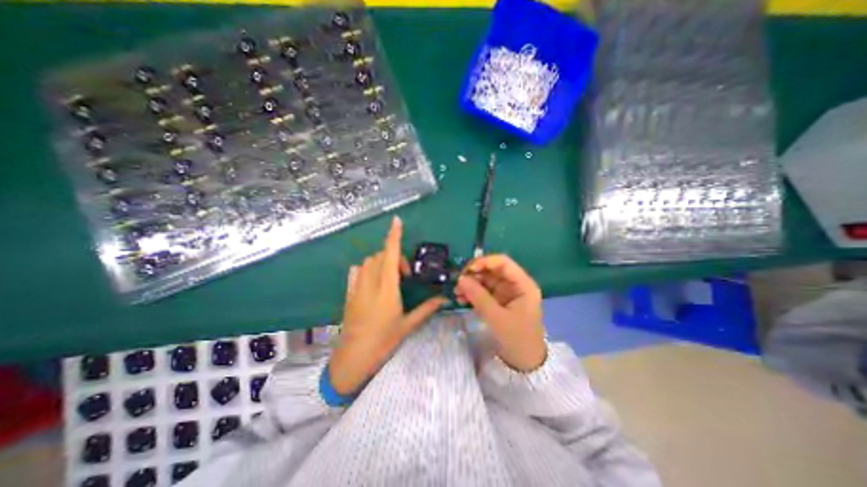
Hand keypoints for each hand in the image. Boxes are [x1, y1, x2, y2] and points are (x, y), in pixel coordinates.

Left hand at [326, 217, 442, 395]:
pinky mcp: (349, 293)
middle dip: (394, 257)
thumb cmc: (383, 342)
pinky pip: (357, 271)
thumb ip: (426, 309)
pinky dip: (367, 268)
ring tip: (390, 278)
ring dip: (381, 262)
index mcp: (387, 289)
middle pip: (380, 256)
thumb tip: (444, 299)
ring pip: (368, 261)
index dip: (394, 236)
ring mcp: (357, 287)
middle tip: (404, 276)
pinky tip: (373, 280)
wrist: (353, 358)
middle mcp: (371, 283)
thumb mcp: (407, 325)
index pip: (390, 255)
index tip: (396, 221)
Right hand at [455, 255, 539, 373]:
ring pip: (485, 280)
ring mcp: (506, 293)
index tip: (467, 270)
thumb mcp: (497, 317)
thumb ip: (478, 296)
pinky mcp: (498, 301)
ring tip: (457, 293)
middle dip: (474, 274)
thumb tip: (461, 279)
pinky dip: (472, 293)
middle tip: (458, 283)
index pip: (503, 262)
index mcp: (522, 284)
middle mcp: (515, 285)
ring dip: (471, 284)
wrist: (525, 363)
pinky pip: (483, 291)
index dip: (484, 261)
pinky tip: (461, 299)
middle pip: (492, 270)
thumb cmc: (516, 339)